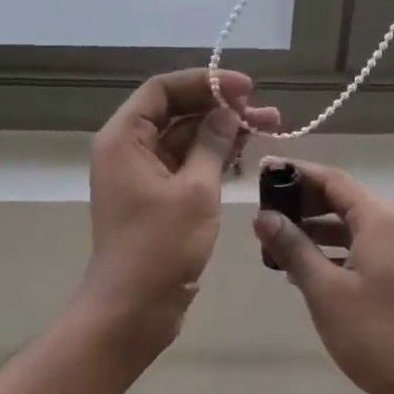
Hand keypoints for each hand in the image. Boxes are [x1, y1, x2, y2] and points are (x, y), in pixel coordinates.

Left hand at [78, 68, 278, 366]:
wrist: (132, 311)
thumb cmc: (159, 247)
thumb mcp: (195, 190)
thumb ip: (212, 143)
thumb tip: (228, 110)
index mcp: (124, 138)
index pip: (163, 90)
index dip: (205, 82)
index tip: (245, 87)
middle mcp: (129, 149)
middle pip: (177, 112)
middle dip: (221, 107)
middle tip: (265, 110)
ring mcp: (143, 174)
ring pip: (186, 138)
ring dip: (223, 131)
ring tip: (269, 126)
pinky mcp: (157, 197)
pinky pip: (187, 164)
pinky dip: (214, 156)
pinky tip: (246, 152)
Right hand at [252, 158, 393, 393]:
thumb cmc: (373, 332)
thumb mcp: (324, 288)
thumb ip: (293, 247)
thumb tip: (263, 216)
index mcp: (378, 218)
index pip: (332, 179)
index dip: (296, 173)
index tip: (263, 172)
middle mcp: (390, 225)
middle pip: (340, 198)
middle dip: (301, 201)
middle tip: (263, 209)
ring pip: (347, 223)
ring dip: (312, 227)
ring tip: (273, 238)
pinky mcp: (393, 273)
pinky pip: (355, 246)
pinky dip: (328, 248)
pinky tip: (299, 267)